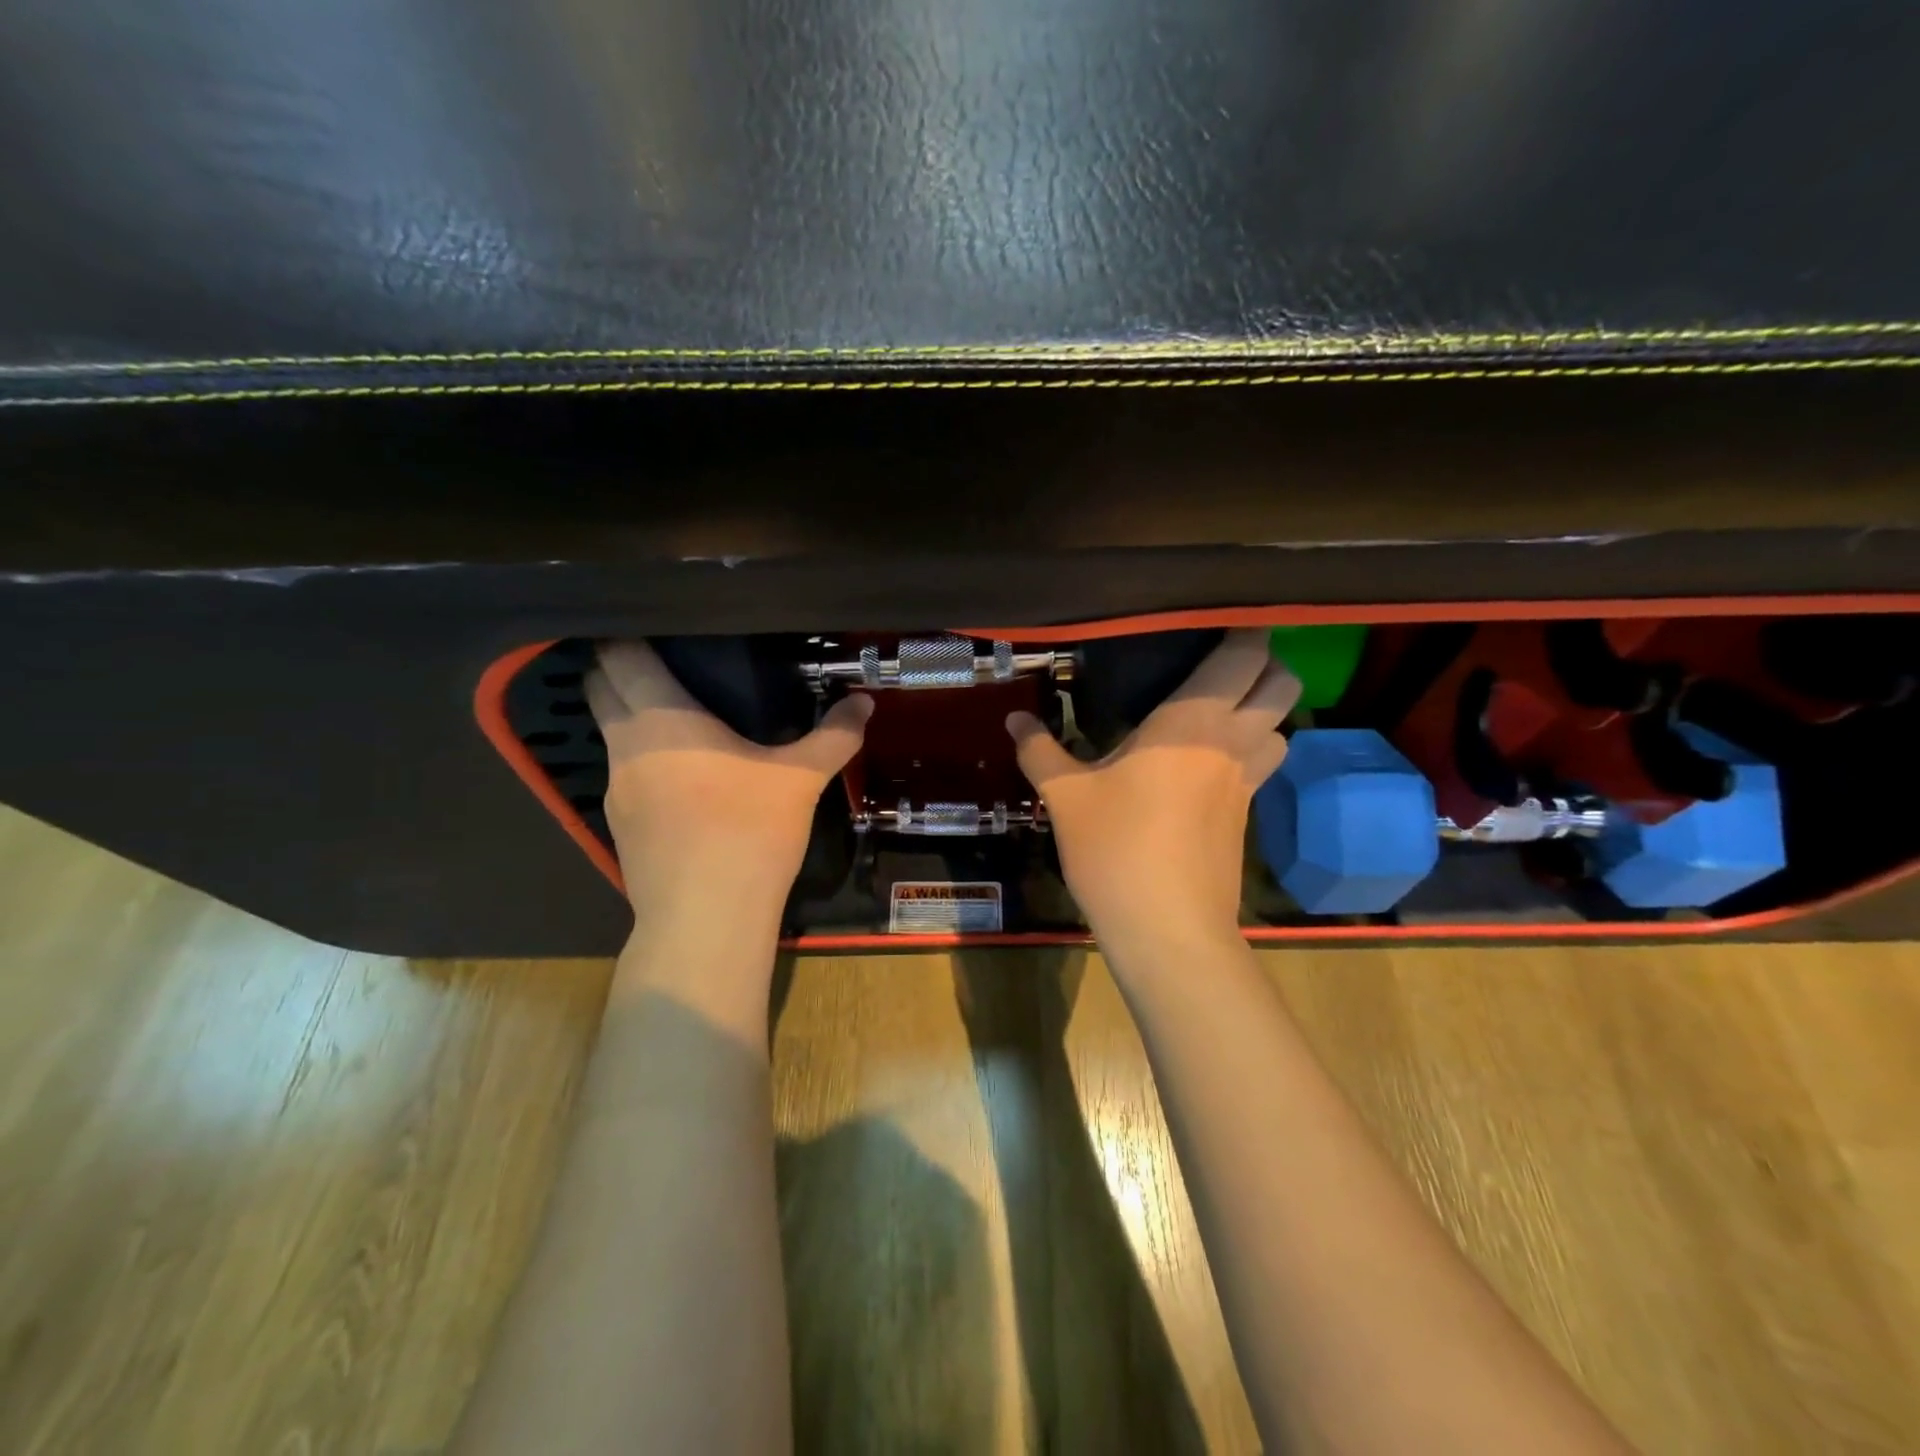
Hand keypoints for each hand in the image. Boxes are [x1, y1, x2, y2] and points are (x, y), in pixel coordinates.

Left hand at [585, 641, 872, 933]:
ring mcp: (614, 789)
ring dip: (631, 717)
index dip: (626, 634)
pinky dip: (643, 762)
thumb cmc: (750, 832)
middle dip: (618, 668)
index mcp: (661, 719)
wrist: (706, 919)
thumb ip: (834, 735)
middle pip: (599, 688)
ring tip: (679, 719)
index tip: (654, 624)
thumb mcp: (801, 779)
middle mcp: (625, 745)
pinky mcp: (617, 826)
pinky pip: (623, 774)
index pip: (618, 656)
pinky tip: (682, 780)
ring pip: (609, 734)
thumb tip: (865, 702)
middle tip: (665, 661)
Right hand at [1006, 629, 1298, 953]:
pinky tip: (1207, 763)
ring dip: (1263, 710)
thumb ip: (1040, 750)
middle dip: (1264, 663)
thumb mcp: (1066, 796)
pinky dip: (1250, 749)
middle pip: (1282, 682)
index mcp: (1192, 721)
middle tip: (1217, 664)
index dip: (1242, 630)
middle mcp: (1232, 740)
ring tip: (1218, 711)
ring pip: (1282, 725)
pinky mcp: (1247, 815)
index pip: (1243, 654)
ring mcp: (1247, 780)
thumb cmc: (1115, 849)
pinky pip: (1263, 763)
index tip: (1212, 620)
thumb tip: (1014, 718)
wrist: (1167, 928)